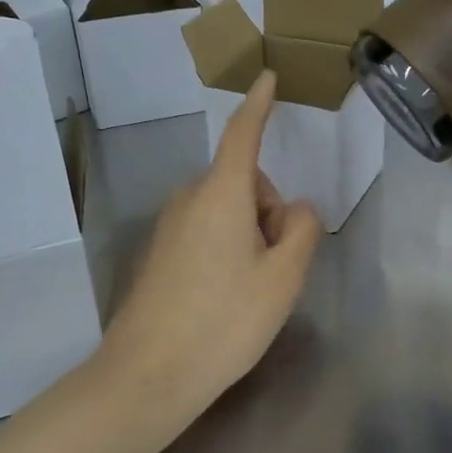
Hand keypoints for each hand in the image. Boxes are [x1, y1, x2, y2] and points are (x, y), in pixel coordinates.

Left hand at [101, 71, 321, 412]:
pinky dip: (227, 249)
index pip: (244, 135)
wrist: (149, 375)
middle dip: (269, 211)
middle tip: (274, 266)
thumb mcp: (283, 277)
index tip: (266, 77)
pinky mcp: (159, 254)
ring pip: (227, 210)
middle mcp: (190, 199)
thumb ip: (301, 230)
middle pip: (245, 183)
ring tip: (251, 290)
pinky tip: (224, 298)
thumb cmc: (225, 320)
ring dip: (250, 234)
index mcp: (222, 194)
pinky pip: (206, 231)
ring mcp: (169, 227)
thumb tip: (296, 210)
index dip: (259, 106)